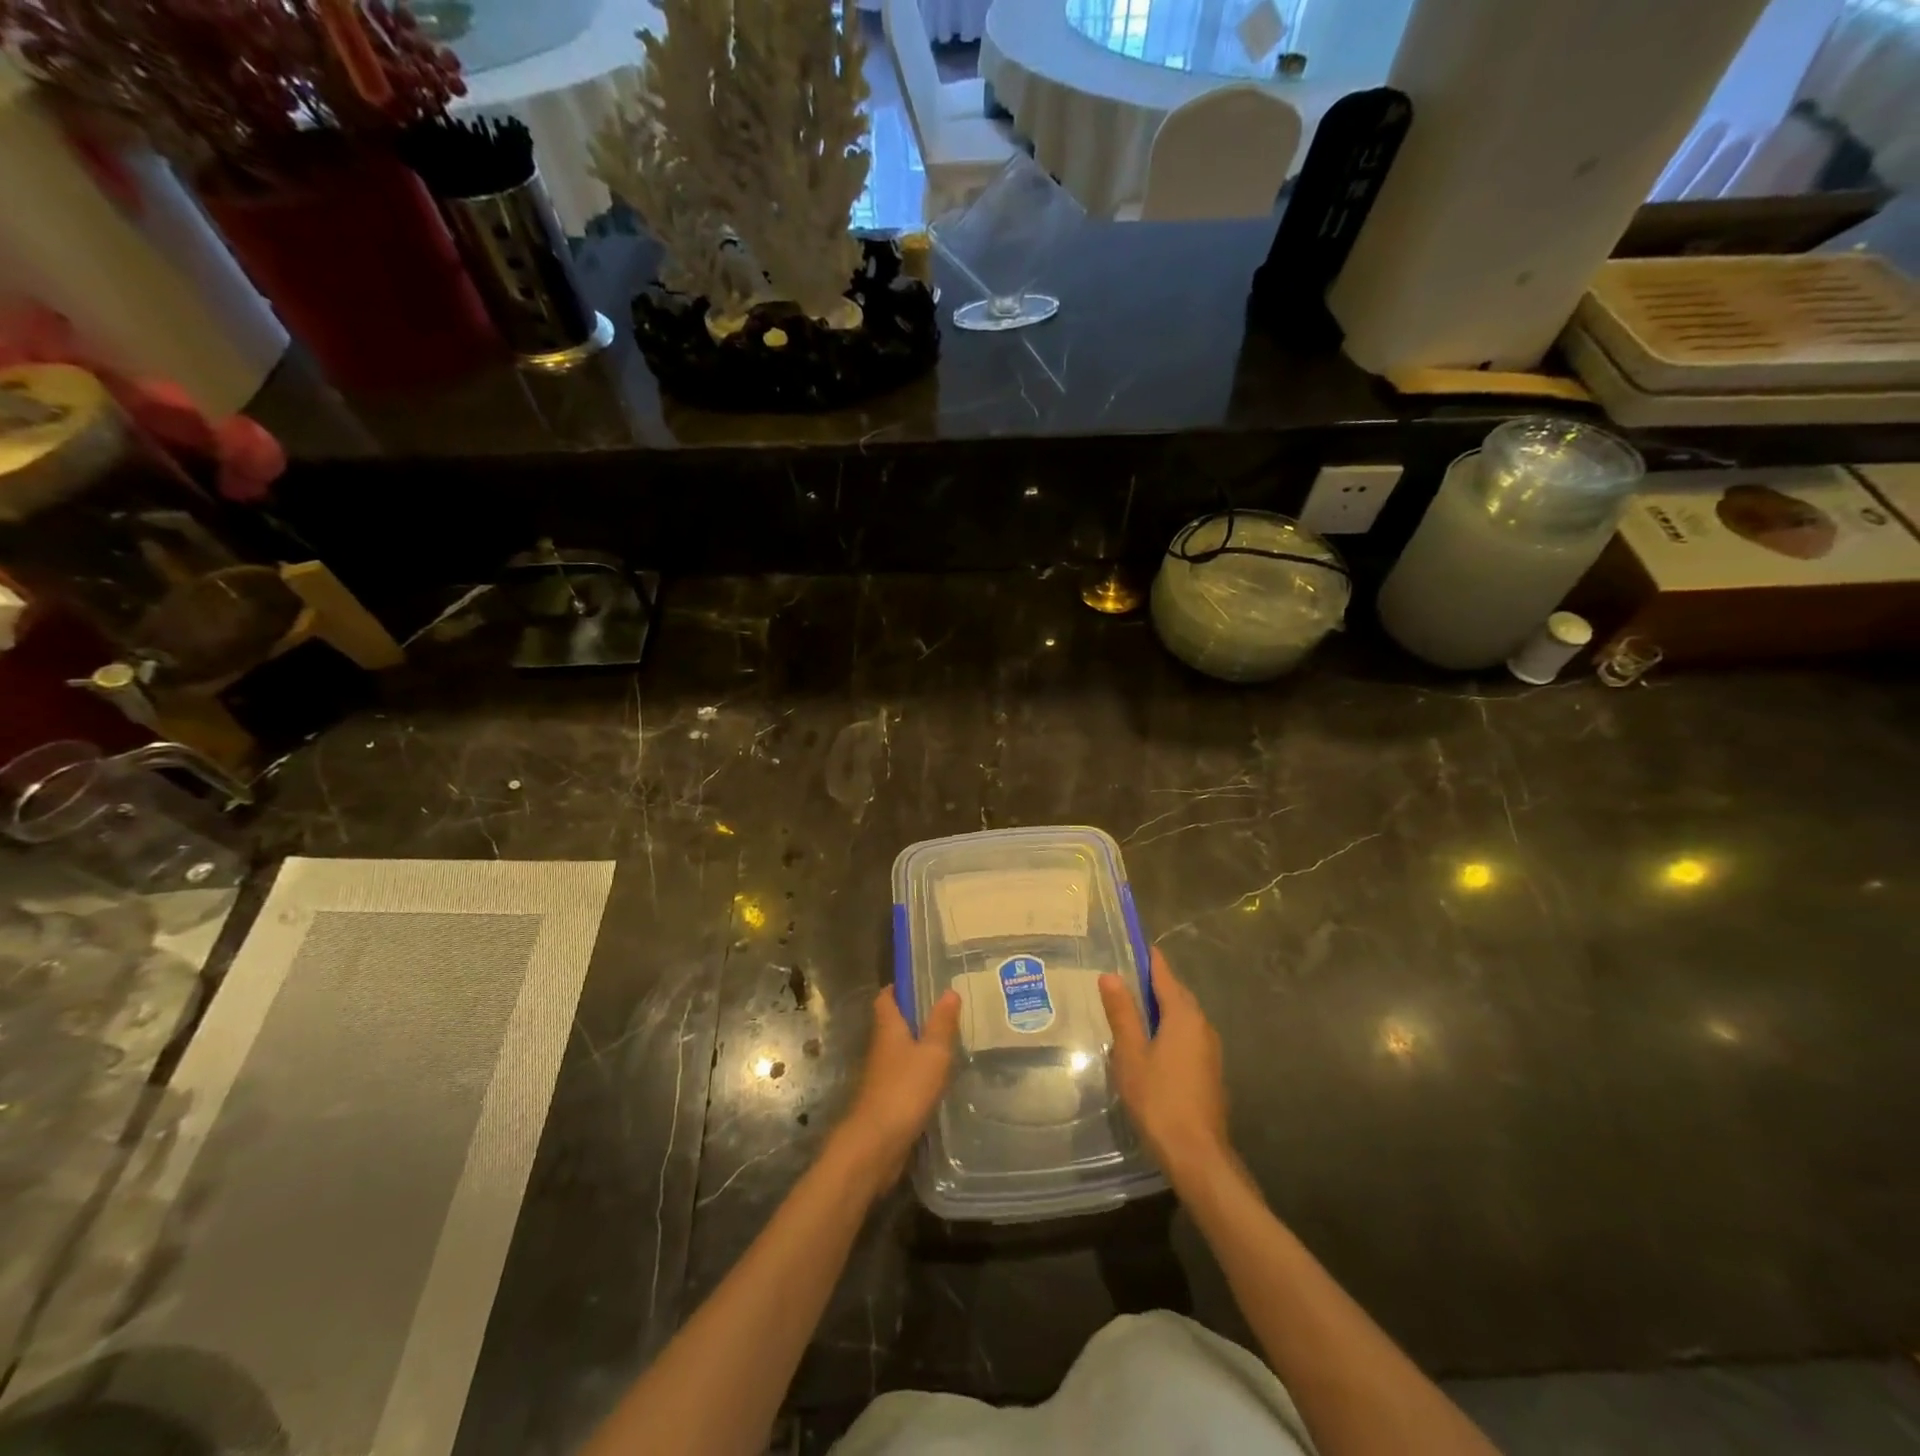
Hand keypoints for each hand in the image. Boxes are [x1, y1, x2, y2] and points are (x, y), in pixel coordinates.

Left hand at [834, 988, 961, 1185]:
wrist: (877, 1144)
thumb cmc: (905, 1089)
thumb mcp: (932, 1052)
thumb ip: (942, 1023)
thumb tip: (949, 990)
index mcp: (888, 1028)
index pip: (886, 998)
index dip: (898, 988)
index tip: (919, 981)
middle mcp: (881, 1048)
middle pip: (893, 1024)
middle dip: (914, 1016)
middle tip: (945, 1010)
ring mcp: (882, 1076)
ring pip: (900, 1051)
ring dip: (918, 1045)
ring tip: (949, 1041)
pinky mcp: (887, 1100)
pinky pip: (904, 1076)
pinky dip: (919, 1072)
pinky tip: (939, 1077)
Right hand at [1100, 949, 1230, 1185]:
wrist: (1197, 1155)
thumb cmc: (1159, 1099)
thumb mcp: (1131, 1054)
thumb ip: (1122, 1014)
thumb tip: (1110, 975)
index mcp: (1183, 1016)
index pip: (1164, 976)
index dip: (1149, 960)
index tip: (1135, 945)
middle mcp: (1202, 1026)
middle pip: (1177, 995)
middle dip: (1155, 983)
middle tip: (1126, 976)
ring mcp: (1210, 1050)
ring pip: (1184, 1017)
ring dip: (1162, 1008)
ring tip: (1133, 1007)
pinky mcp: (1209, 1071)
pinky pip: (1187, 1036)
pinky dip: (1169, 1029)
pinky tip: (1151, 1043)